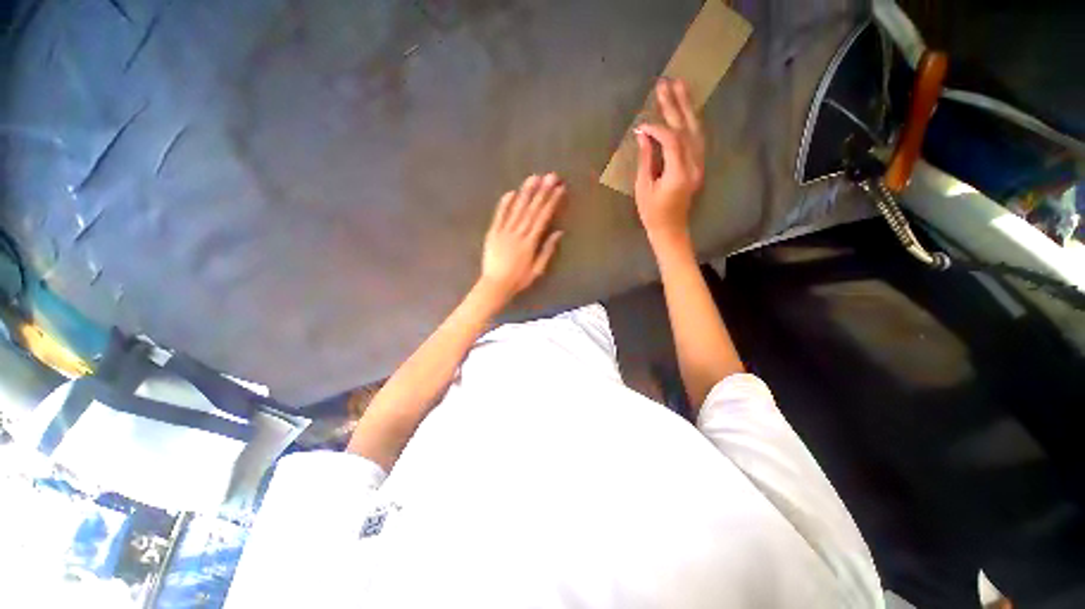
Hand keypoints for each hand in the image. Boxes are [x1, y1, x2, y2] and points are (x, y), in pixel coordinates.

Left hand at [479, 173, 565, 303]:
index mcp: (530, 243)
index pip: (543, 218)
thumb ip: (547, 250)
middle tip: (550, 176)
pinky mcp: (493, 233)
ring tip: (534, 178)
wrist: (495, 285)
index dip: (552, 202)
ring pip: (517, 209)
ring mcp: (504, 232)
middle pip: (532, 210)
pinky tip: (511, 192)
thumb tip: (558, 232)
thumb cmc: (519, 280)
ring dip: (526, 193)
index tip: (560, 189)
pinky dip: (505, 204)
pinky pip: (499, 216)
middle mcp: (518, 233)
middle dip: (542, 192)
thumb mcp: (537, 269)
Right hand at [634, 78, 705, 247]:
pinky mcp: (698, 166)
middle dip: (675, 105)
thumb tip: (643, 135)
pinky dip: (690, 122)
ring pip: (696, 130)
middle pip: (687, 129)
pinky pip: (697, 139)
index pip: (671, 140)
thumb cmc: (652, 213)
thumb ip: (646, 160)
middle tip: (666, 84)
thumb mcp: (644, 188)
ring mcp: (699, 165)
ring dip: (687, 108)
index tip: (641, 126)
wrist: (671, 229)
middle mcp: (694, 165)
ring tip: (680, 87)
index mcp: (679, 173)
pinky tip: (686, 111)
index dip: (656, 129)